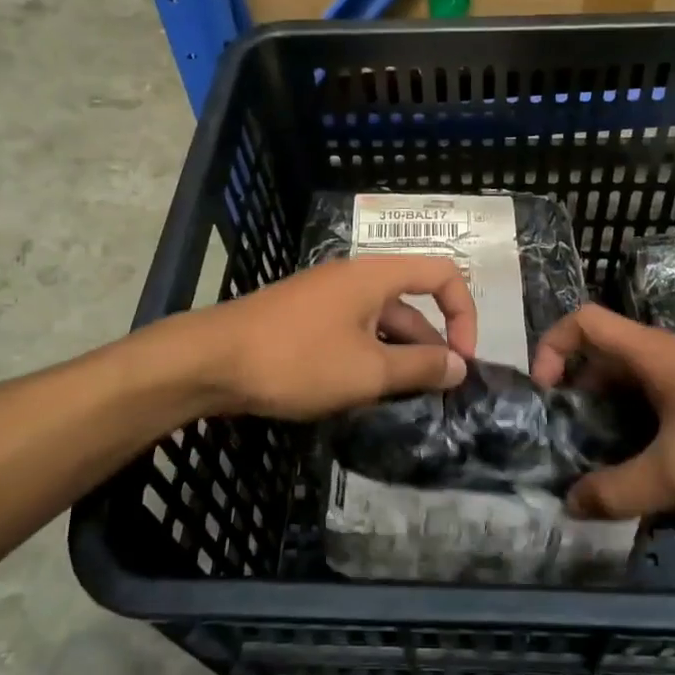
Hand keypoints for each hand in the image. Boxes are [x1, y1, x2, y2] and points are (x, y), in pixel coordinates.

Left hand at [191, 257, 476, 420]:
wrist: (210, 361)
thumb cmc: (297, 360)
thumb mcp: (367, 370)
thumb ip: (419, 367)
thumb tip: (459, 366)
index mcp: (375, 276)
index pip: (442, 273)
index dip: (464, 313)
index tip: (461, 360)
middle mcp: (354, 278)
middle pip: (411, 303)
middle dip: (430, 346)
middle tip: (435, 394)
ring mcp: (325, 298)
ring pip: (380, 323)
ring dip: (398, 357)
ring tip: (401, 401)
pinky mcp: (304, 319)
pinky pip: (352, 333)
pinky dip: (368, 358)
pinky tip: (362, 394)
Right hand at [531, 305, 674, 517]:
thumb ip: (620, 490)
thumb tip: (570, 504)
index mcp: (651, 354)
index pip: (584, 322)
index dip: (553, 346)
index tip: (545, 393)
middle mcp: (664, 359)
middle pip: (600, 360)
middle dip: (573, 397)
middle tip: (561, 444)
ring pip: (628, 390)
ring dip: (605, 420)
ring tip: (593, 466)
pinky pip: (655, 409)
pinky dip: (636, 433)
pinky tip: (640, 474)